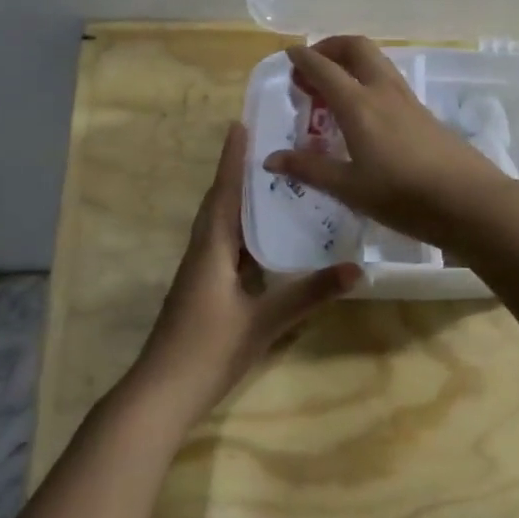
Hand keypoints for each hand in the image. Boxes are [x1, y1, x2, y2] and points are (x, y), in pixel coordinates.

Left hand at [127, 122, 358, 430]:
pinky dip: (243, 232)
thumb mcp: (264, 322)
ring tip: (272, 183)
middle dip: (238, 173)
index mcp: (211, 248)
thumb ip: (309, 295)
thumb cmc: (209, 350)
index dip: (232, 159)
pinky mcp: (203, 289)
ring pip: (221, 225)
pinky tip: (265, 239)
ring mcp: (199, 272)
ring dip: (240, 200)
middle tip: (267, 146)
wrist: (162, 393)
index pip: (224, 192)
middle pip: (220, 202)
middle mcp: (202, 252)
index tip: (240, 124)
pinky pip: (224, 247)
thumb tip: (356, 269)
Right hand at [262, 36, 517, 251]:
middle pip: (356, 48)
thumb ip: (310, 169)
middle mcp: (382, 91)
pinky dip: (367, 79)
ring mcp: (408, 99)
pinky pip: (388, 80)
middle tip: (313, 66)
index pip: (324, 68)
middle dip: (331, 47)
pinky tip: (363, 111)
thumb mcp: (350, 188)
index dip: (303, 58)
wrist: (469, 201)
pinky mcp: (423, 113)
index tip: (289, 55)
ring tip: (334, 87)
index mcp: (358, 104)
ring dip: (351, 62)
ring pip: (376, 61)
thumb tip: (270, 159)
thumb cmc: (403, 195)